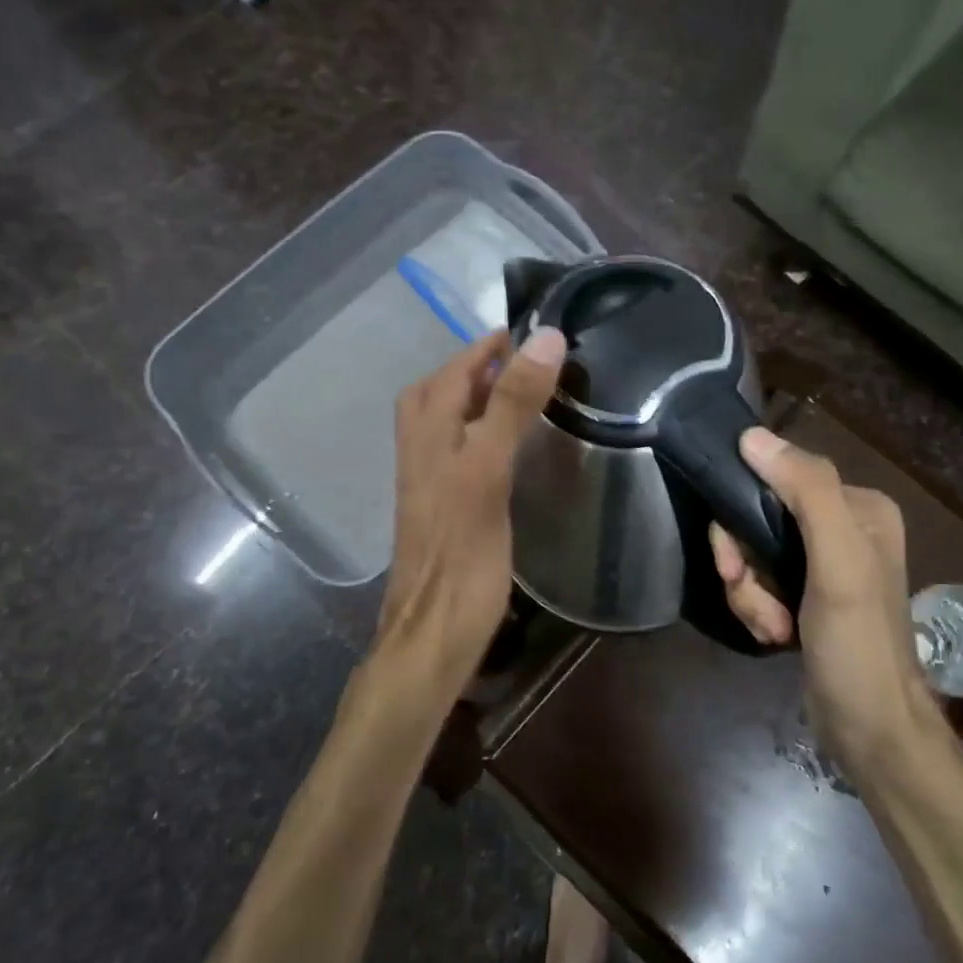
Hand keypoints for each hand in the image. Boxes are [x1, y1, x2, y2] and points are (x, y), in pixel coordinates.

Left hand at [366, 326, 565, 711]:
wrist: (434, 632)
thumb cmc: (463, 552)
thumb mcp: (488, 469)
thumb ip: (511, 405)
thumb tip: (542, 339)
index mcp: (428, 434)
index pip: (453, 371)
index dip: (485, 347)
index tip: (524, 330)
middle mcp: (420, 452)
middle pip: (436, 393)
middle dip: (471, 369)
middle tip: (517, 362)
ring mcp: (428, 483)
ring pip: (443, 425)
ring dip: (472, 400)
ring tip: (515, 395)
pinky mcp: (442, 511)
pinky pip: (456, 454)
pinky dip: (478, 435)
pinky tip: (504, 450)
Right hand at [710, 429, 922, 761]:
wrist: (870, 729)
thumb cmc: (858, 642)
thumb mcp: (838, 562)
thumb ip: (805, 492)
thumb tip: (751, 436)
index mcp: (858, 507)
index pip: (776, 480)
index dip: (742, 517)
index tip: (733, 559)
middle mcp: (842, 528)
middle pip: (759, 521)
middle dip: (744, 566)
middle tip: (749, 596)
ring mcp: (822, 566)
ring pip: (753, 556)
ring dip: (749, 594)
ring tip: (771, 627)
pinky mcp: (806, 598)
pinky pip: (760, 583)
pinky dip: (757, 610)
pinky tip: (775, 637)